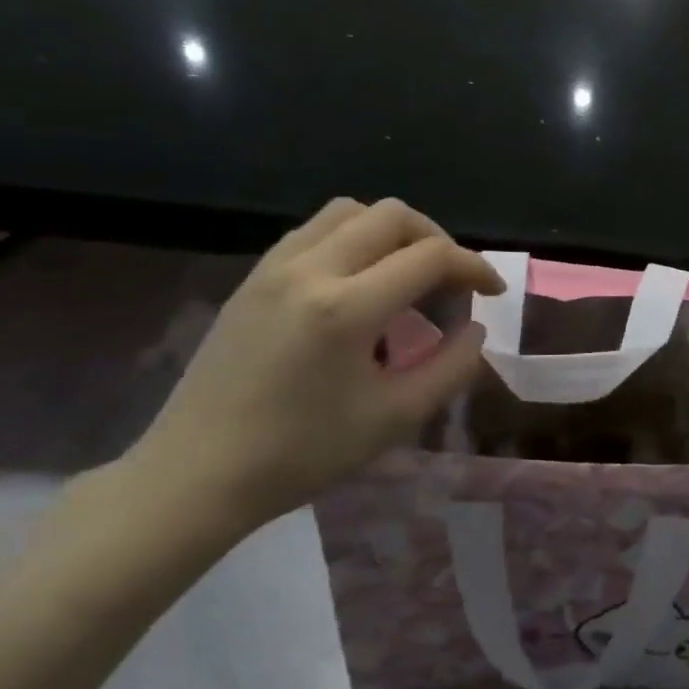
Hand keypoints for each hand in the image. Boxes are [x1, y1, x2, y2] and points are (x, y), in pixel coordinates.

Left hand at [122, 198, 503, 535]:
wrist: (195, 475)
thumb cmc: (302, 453)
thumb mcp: (395, 418)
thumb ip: (451, 367)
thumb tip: (475, 329)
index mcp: (346, 308)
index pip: (430, 257)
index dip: (474, 267)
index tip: (493, 292)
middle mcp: (309, 271)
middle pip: (392, 216)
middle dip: (437, 240)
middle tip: (451, 282)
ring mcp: (273, 269)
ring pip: (349, 212)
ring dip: (392, 233)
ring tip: (407, 276)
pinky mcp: (252, 279)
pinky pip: (314, 231)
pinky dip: (353, 241)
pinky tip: (359, 285)